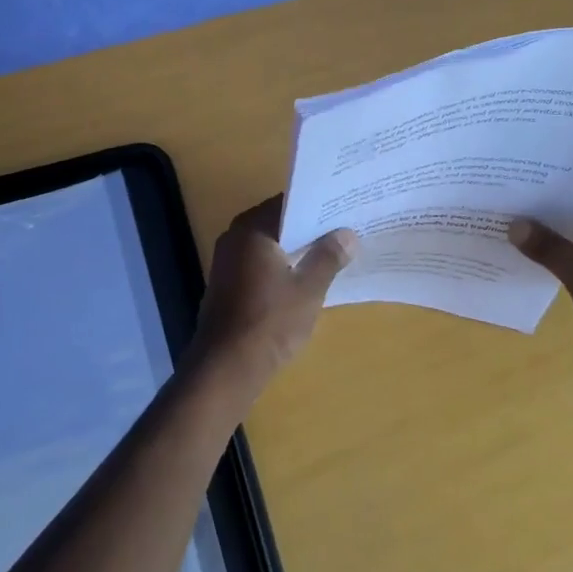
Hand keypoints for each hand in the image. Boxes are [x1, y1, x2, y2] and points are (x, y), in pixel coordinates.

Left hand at [191, 196, 357, 393]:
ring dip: (295, 248)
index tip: (343, 208)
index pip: (289, 203)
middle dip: (309, 227)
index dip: (317, 206)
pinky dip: (281, 265)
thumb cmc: (269, 322)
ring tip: (332, 251)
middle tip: (344, 228)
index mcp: (252, 228)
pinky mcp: (227, 284)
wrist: (225, 368)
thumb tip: (347, 234)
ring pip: (269, 244)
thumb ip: (328, 257)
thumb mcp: (308, 290)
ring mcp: (227, 261)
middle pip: (278, 222)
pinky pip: (259, 263)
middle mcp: (235, 236)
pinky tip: (304, 277)